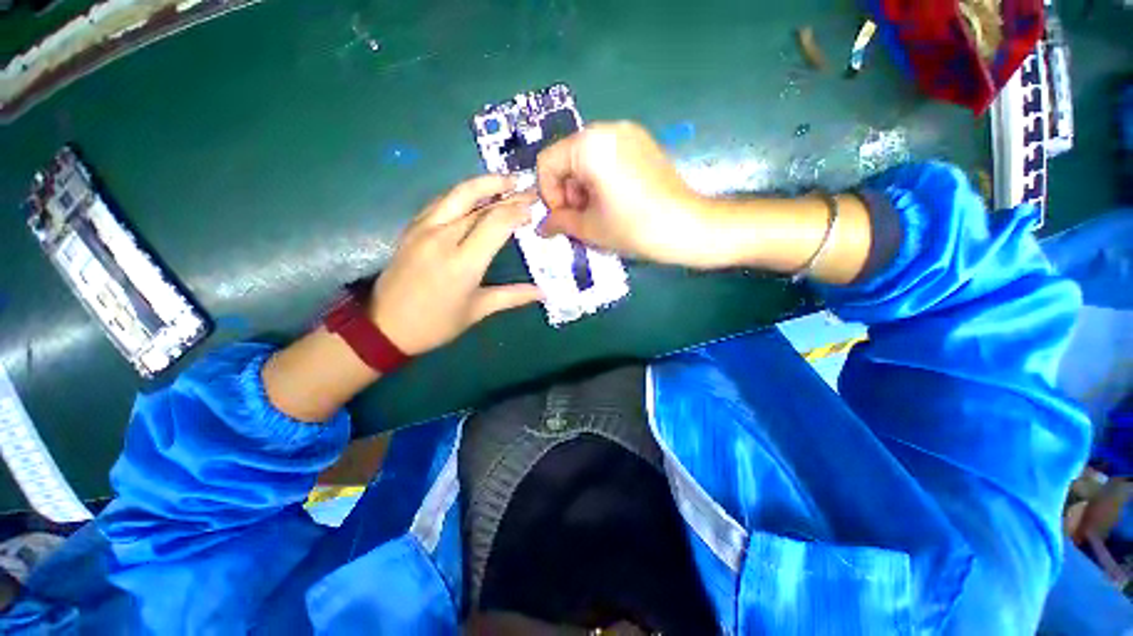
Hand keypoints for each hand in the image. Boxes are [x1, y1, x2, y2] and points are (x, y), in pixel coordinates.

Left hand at [370, 175, 541, 355]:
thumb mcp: (478, 310)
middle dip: (507, 193)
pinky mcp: (412, 228)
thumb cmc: (437, 323)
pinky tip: (474, 194)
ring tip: (505, 180)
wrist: (385, 326)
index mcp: (463, 262)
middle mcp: (443, 238)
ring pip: (457, 194)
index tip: (533, 209)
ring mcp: (423, 229)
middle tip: (527, 188)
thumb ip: (512, 296)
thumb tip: (543, 293)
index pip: (495, 223)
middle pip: (479, 205)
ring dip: (483, 184)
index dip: (517, 211)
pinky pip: (440, 202)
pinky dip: (461, 194)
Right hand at [536, 121, 716, 267]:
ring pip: (587, 158)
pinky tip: (613, 202)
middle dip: (567, 191)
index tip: (562, 219)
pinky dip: (600, 179)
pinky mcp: (643, 143)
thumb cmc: (633, 228)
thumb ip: (559, 222)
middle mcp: (607, 128)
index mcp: (589, 145)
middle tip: (580, 219)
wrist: (687, 227)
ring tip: (598, 213)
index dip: (548, 195)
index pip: (547, 163)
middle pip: (567, 158)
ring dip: (583, 187)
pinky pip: (608, 157)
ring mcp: (628, 133)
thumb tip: (541, 227)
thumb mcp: (590, 228)